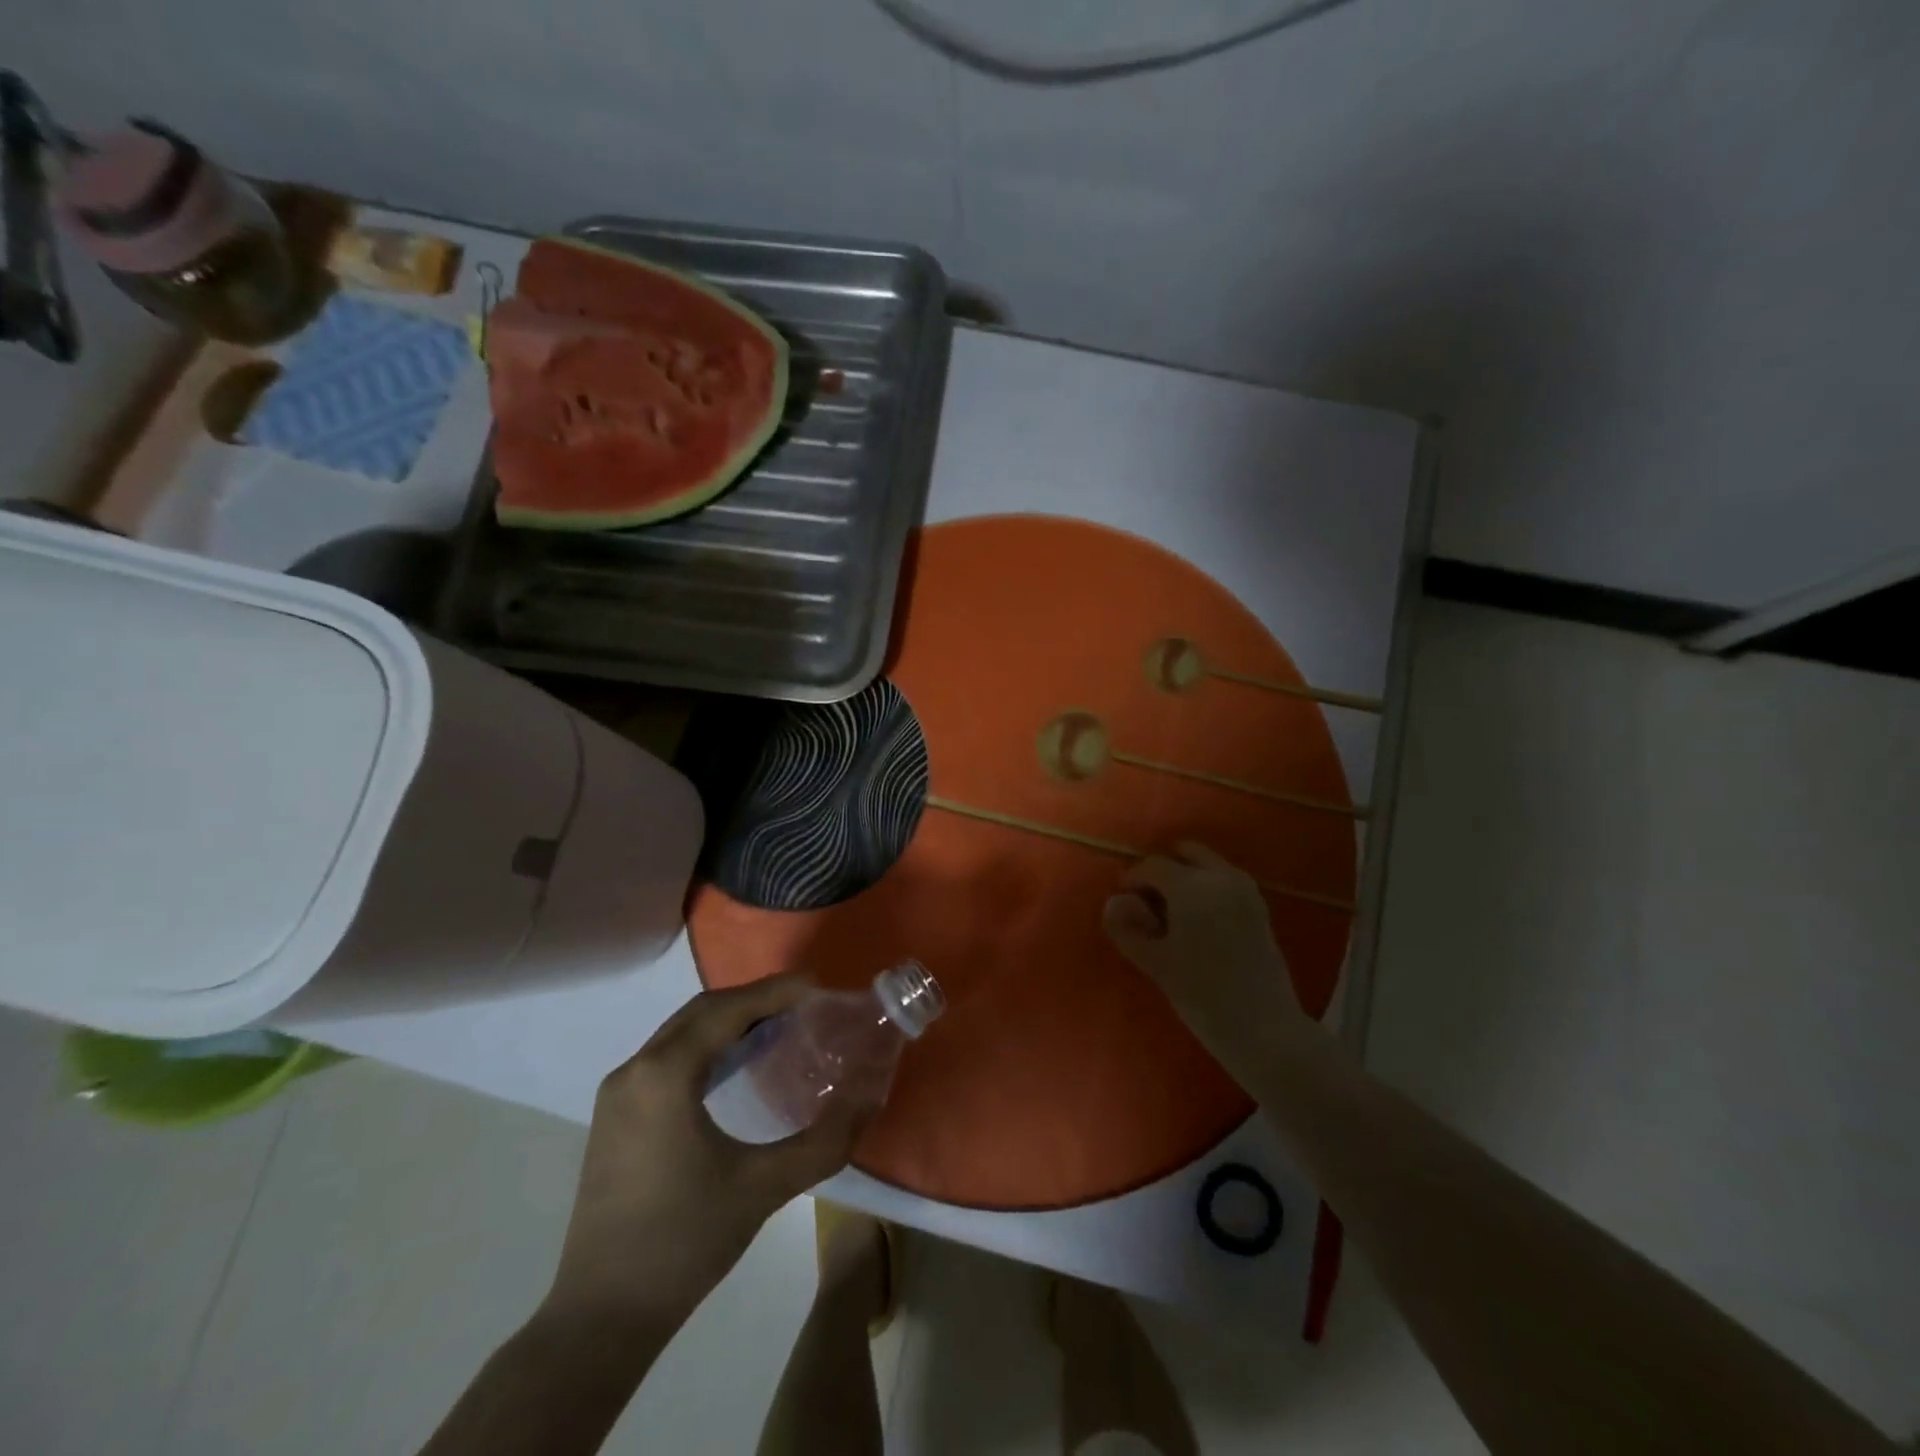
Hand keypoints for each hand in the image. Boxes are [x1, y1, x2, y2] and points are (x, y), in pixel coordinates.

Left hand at [546, 975, 869, 1326]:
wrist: (601, 1318)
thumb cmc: (684, 1243)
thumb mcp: (764, 1188)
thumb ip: (824, 1141)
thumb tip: (869, 1099)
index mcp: (665, 1074)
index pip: (728, 1010)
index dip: (776, 991)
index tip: (818, 986)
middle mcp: (635, 1069)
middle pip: (703, 1012)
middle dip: (755, 999)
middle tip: (804, 1004)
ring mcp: (619, 1093)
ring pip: (682, 1032)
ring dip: (730, 1021)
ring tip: (780, 1026)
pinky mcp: (615, 1117)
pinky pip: (668, 1057)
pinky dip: (707, 1045)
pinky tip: (738, 1065)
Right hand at [1103, 842, 1310, 1083]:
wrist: (1264, 1029)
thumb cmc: (1202, 996)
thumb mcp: (1155, 963)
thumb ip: (1127, 928)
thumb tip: (1113, 902)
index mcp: (1192, 886)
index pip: (1152, 866)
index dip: (1132, 878)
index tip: (1123, 901)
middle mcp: (1222, 877)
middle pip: (1185, 852)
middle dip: (1164, 868)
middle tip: (1148, 900)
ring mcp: (1246, 890)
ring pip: (1208, 864)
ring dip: (1187, 875)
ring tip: (1173, 912)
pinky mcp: (1260, 908)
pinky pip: (1226, 880)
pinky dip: (1208, 885)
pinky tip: (1199, 920)